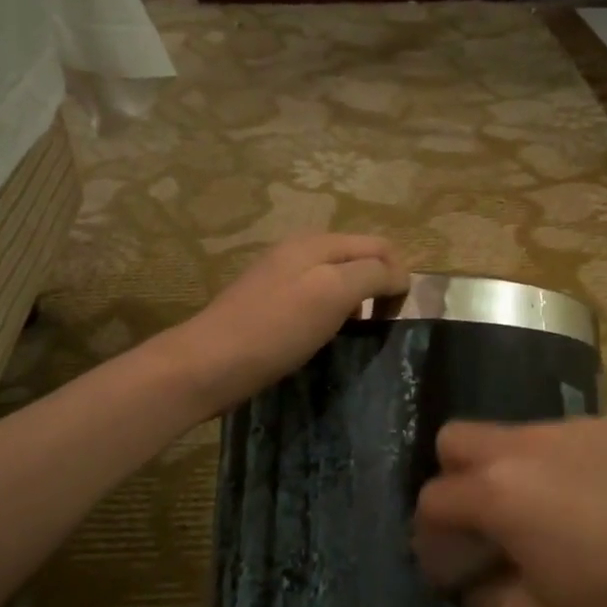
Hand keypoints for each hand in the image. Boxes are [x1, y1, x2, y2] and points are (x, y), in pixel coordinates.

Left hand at [166, 232, 409, 411]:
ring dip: (355, 301)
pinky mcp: (269, 301)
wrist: (208, 364)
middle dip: (377, 287)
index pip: (379, 247)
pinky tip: (323, 337)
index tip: (395, 319)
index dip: (398, 278)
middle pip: (358, 258)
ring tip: (355, 334)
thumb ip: (371, 275)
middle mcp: (300, 249)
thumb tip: (399, 276)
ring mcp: (281, 274)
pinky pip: (315, 296)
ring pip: (337, 278)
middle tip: (379, 327)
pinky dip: (331, 313)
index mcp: (318, 242)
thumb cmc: (275, 330)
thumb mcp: (332, 294)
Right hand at [414, 413, 606, 606]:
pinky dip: (571, 463)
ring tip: (556, 513)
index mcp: (499, 492)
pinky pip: (575, 437)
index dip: (429, 535)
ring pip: (519, 434)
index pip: (434, 498)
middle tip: (486, 521)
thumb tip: (470, 576)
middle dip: (456, 478)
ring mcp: (580, 425)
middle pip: (458, 438)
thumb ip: (485, 593)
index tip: (448, 563)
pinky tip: (605, 499)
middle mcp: (528, 443)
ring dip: (517, 469)